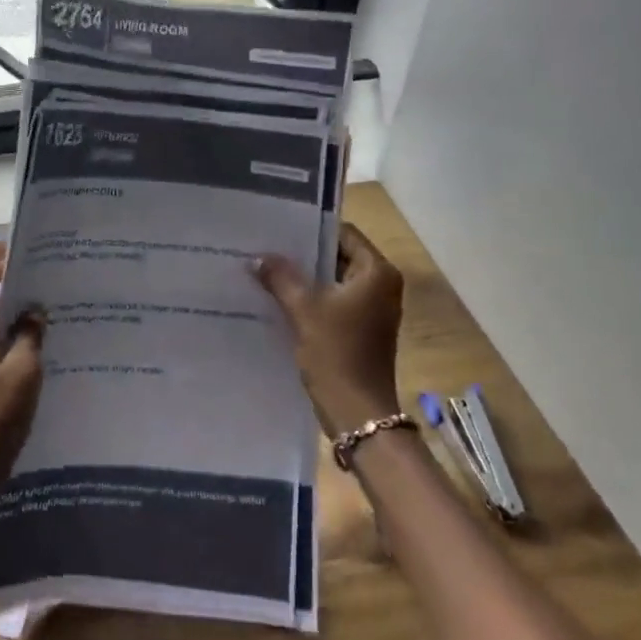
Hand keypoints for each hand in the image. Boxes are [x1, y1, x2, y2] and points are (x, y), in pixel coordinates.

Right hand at [255, 223, 405, 435]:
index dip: (311, 229)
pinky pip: (334, 300)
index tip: (278, 227)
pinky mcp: (362, 328)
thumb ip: (281, 277)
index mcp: (377, 272)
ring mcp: (373, 308)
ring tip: (267, 269)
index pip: (343, 233)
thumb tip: (258, 257)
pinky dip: (311, 297)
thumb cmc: (336, 353)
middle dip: (303, 254)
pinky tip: (280, 297)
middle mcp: (381, 285)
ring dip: (305, 277)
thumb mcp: (303, 310)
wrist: (357, 412)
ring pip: (333, 279)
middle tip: (266, 246)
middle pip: (338, 255)